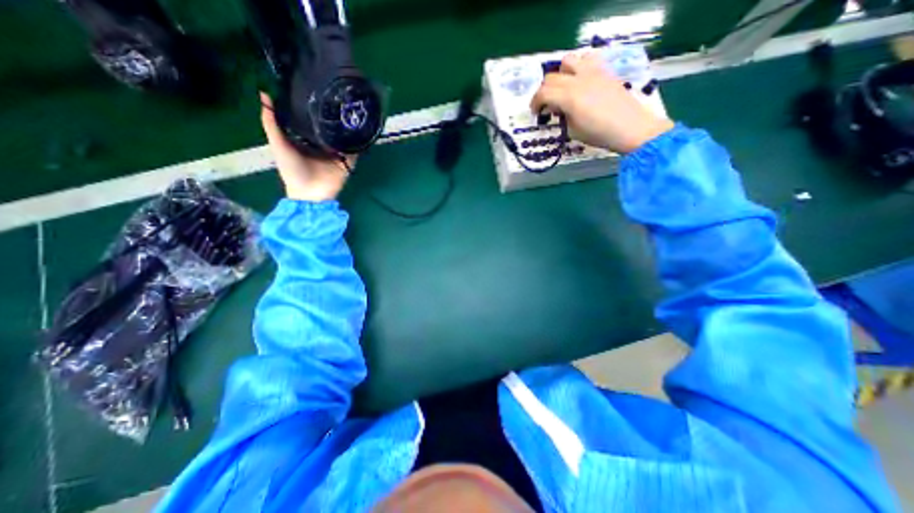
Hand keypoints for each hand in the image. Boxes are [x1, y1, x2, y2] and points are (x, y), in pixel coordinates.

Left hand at [261, 92, 356, 199]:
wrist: (310, 194)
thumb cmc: (292, 170)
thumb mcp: (278, 144)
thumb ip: (271, 122)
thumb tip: (264, 93)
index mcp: (307, 139)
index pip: (312, 120)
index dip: (313, 106)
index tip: (316, 88)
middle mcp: (323, 145)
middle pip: (330, 127)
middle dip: (334, 115)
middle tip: (339, 95)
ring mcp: (337, 154)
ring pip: (344, 137)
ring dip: (348, 127)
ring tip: (352, 108)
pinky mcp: (348, 162)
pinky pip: (355, 150)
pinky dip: (359, 142)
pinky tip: (361, 128)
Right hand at [529, 49, 668, 153]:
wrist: (629, 127)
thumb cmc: (598, 134)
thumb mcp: (572, 131)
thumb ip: (560, 116)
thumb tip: (554, 108)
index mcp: (569, 98)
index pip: (543, 93)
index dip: (535, 103)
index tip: (535, 113)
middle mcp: (578, 80)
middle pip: (551, 77)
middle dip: (543, 92)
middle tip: (546, 106)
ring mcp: (592, 72)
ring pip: (567, 61)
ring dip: (559, 74)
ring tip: (562, 89)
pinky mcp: (603, 70)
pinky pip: (586, 58)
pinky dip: (577, 66)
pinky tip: (579, 80)